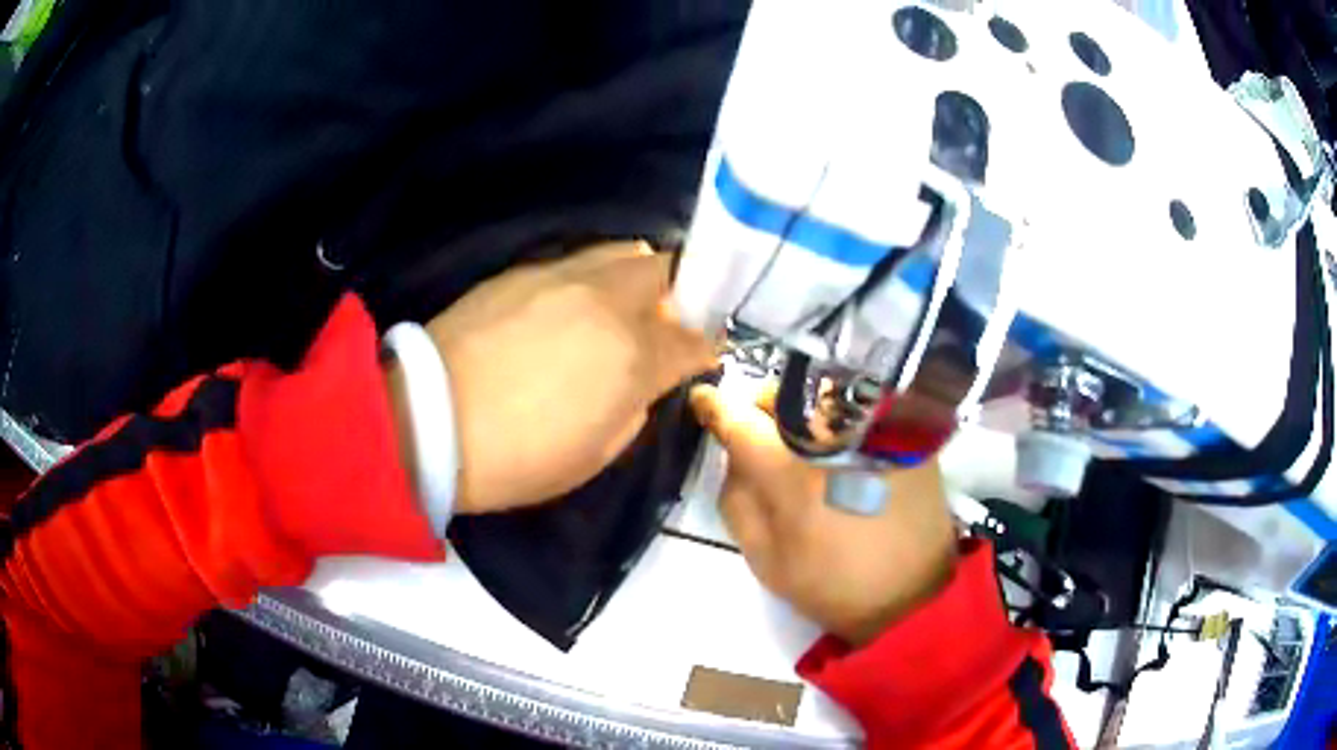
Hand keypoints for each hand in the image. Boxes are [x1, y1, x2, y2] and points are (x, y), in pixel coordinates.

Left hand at [389, 241, 715, 514]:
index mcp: (633, 356)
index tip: (703, 354)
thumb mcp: (596, 454)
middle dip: (682, 293)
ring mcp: (561, 277)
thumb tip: (642, 379)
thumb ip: (635, 407)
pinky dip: (592, 276)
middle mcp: (606, 302)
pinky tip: (572, 304)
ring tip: (622, 303)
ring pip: (623, 252)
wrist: (427, 422)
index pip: (694, 338)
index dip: (706, 347)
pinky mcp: (521, 271)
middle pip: (668, 271)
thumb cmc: (517, 458)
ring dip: (638, 274)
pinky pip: (577, 260)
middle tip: (667, 320)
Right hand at [689, 384, 957, 645]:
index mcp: (790, 470)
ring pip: (821, 391)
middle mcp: (832, 433)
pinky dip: (839, 415)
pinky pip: (859, 403)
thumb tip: (735, 453)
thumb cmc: (832, 585)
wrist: (912, 596)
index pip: (739, 417)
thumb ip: (737, 498)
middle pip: (782, 392)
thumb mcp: (764, 557)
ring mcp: (874, 426)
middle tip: (761, 436)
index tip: (704, 402)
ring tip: (805, 442)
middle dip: (762, 408)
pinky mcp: (906, 432)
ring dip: (802, 409)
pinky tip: (842, 447)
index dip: (715, 406)